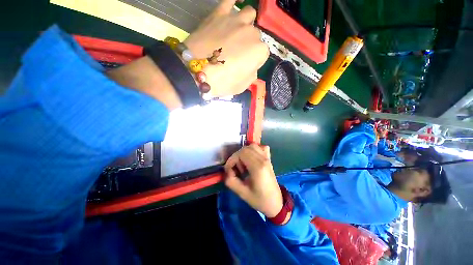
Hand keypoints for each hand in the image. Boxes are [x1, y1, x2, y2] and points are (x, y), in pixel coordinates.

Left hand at [184, 0, 268, 96]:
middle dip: (249, 44)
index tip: (245, 66)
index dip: (254, 60)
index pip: (262, 53)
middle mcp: (252, 32)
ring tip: (236, 33)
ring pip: (248, 14)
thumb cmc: (222, 83)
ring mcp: (236, 20)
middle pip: (255, 35)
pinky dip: (232, 2)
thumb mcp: (242, 86)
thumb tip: (252, 66)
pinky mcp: (219, 13)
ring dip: (245, 24)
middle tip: (237, 53)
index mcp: (259, 51)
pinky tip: (231, 11)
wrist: (196, 72)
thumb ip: (252, 74)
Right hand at [223, 144, 282, 217]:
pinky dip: (254, 150)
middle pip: (245, 149)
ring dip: (244, 153)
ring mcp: (267, 158)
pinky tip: (252, 158)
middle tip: (236, 170)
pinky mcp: (268, 159)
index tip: (229, 171)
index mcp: (258, 167)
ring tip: (243, 165)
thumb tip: (227, 171)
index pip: (241, 154)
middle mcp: (263, 159)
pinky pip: (261, 147)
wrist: (275, 202)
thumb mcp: (242, 193)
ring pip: (252, 146)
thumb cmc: (259, 199)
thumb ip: (231, 181)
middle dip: (237, 157)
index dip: (232, 160)